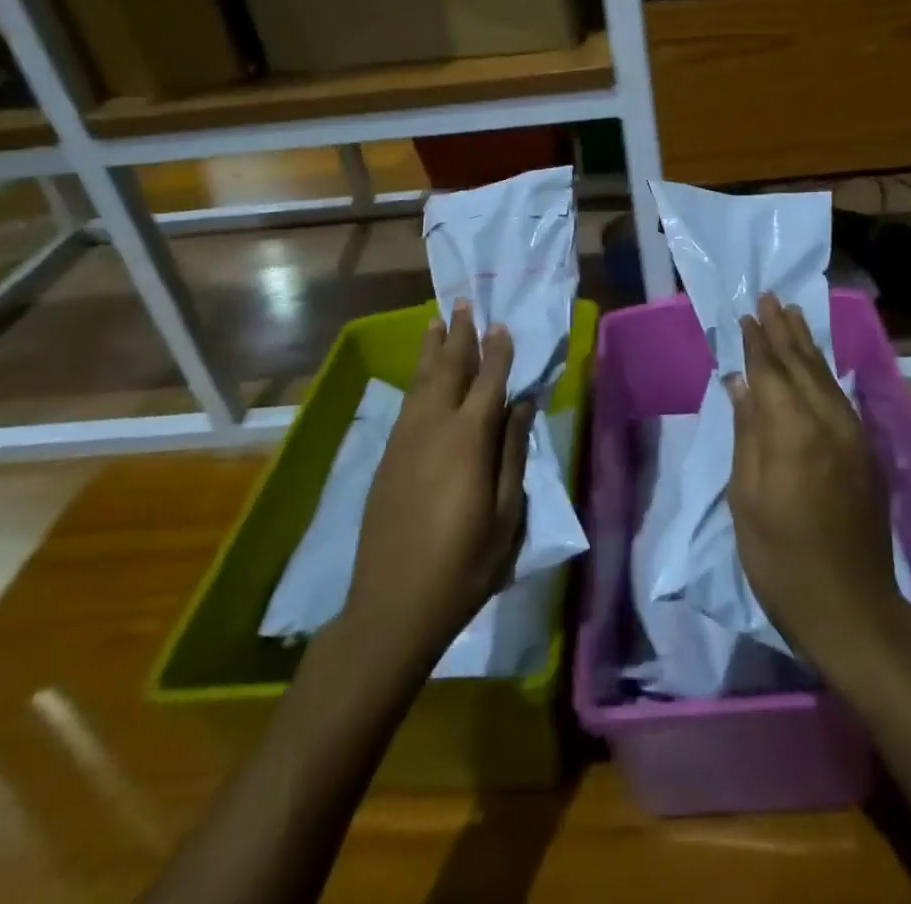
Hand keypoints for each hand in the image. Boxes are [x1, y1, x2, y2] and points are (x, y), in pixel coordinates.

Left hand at [340, 304, 533, 671]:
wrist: (392, 606)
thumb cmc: (464, 565)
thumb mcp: (506, 515)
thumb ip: (513, 453)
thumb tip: (523, 404)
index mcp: (469, 440)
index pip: (488, 381)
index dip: (497, 351)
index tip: (501, 324)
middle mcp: (434, 428)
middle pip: (448, 369)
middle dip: (457, 335)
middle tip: (462, 303)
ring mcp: (405, 440)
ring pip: (420, 381)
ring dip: (431, 349)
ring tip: (435, 322)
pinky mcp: (387, 457)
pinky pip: (406, 403)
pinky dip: (416, 379)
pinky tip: (420, 375)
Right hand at [726, 294, 910, 677]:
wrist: (852, 608)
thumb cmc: (781, 557)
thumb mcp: (747, 497)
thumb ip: (747, 433)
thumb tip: (739, 383)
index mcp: (792, 432)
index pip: (771, 372)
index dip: (757, 342)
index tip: (747, 314)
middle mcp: (828, 422)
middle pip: (802, 365)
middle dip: (784, 330)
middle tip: (771, 297)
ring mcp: (853, 436)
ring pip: (826, 377)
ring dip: (807, 344)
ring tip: (793, 315)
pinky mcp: (866, 453)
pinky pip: (841, 397)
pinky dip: (825, 373)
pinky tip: (817, 365)